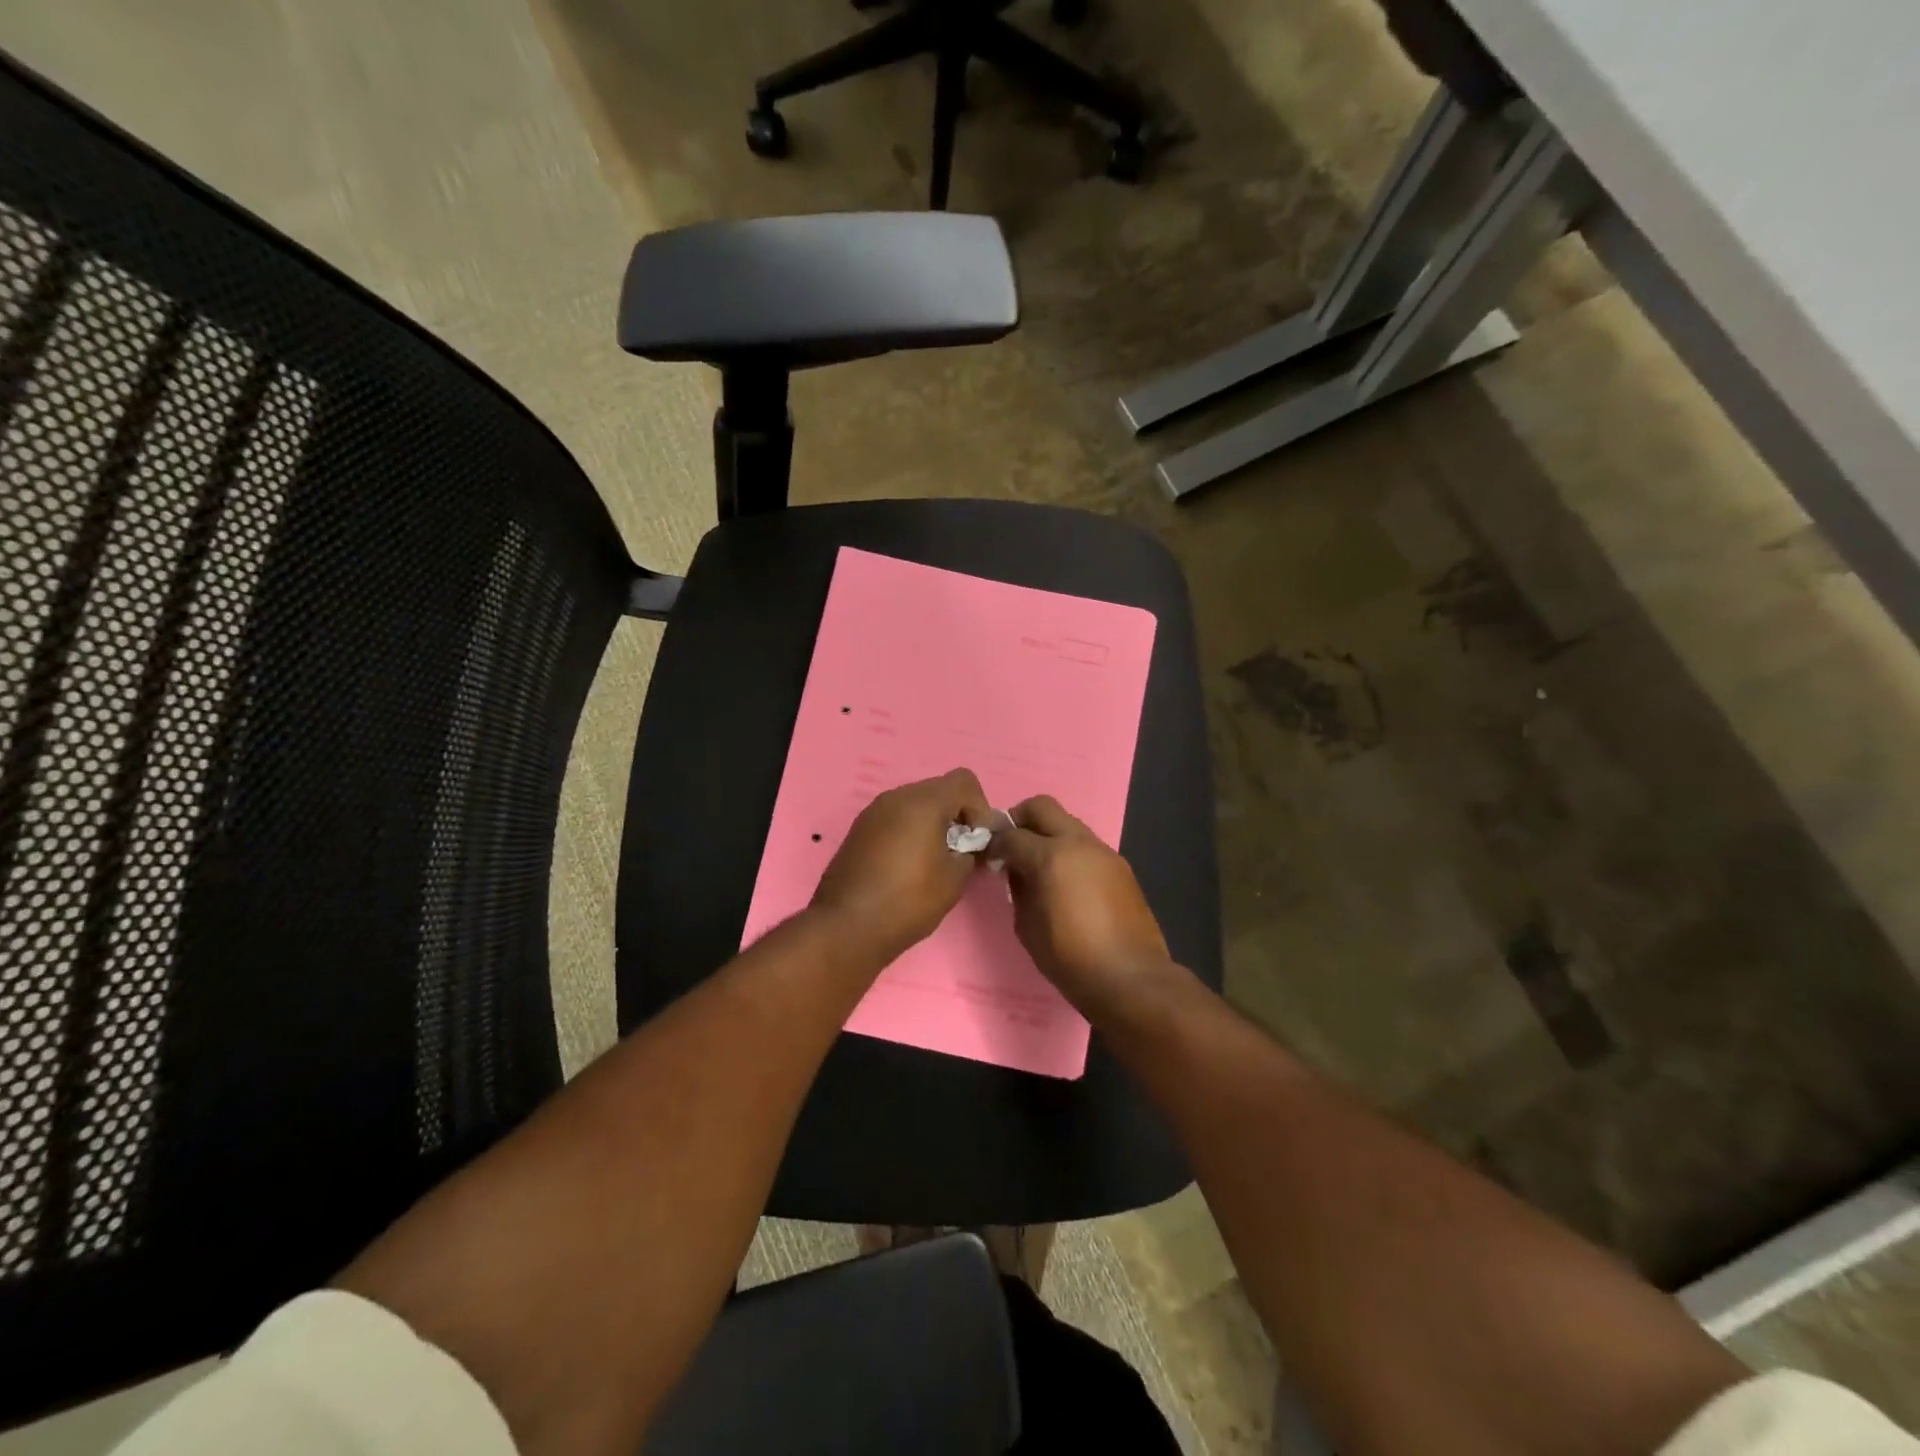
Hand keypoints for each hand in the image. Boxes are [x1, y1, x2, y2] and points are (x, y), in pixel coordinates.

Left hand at [811, 769, 993, 960]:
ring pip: (914, 804)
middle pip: (938, 790)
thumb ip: (969, 851)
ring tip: (934, 861)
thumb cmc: (908, 900)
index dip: (980, 807)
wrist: (846, 927)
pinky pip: (894, 819)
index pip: (963, 781)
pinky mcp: (858, 830)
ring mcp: (873, 812)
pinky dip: (909, 832)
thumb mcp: (954, 879)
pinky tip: (908, 866)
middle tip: (960, 852)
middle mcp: (895, 797)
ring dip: (932, 824)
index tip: (977, 840)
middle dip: (956, 815)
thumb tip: (968, 845)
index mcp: (922, 802)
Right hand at [991, 796, 1172, 1014]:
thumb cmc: (1069, 957)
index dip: (994, 843)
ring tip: (1040, 865)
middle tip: (1011, 844)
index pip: (1011, 834)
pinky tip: (1067, 881)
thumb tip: (1018, 872)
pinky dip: (1070, 852)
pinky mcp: (1121, 866)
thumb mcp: (1026, 926)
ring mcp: (1104, 852)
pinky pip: (1087, 846)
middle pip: (1042, 807)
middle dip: (1020, 819)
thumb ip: (1018, 889)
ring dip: (1049, 834)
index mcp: (1050, 856)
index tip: (989, 856)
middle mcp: (1078, 843)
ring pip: (1068, 823)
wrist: (1129, 978)